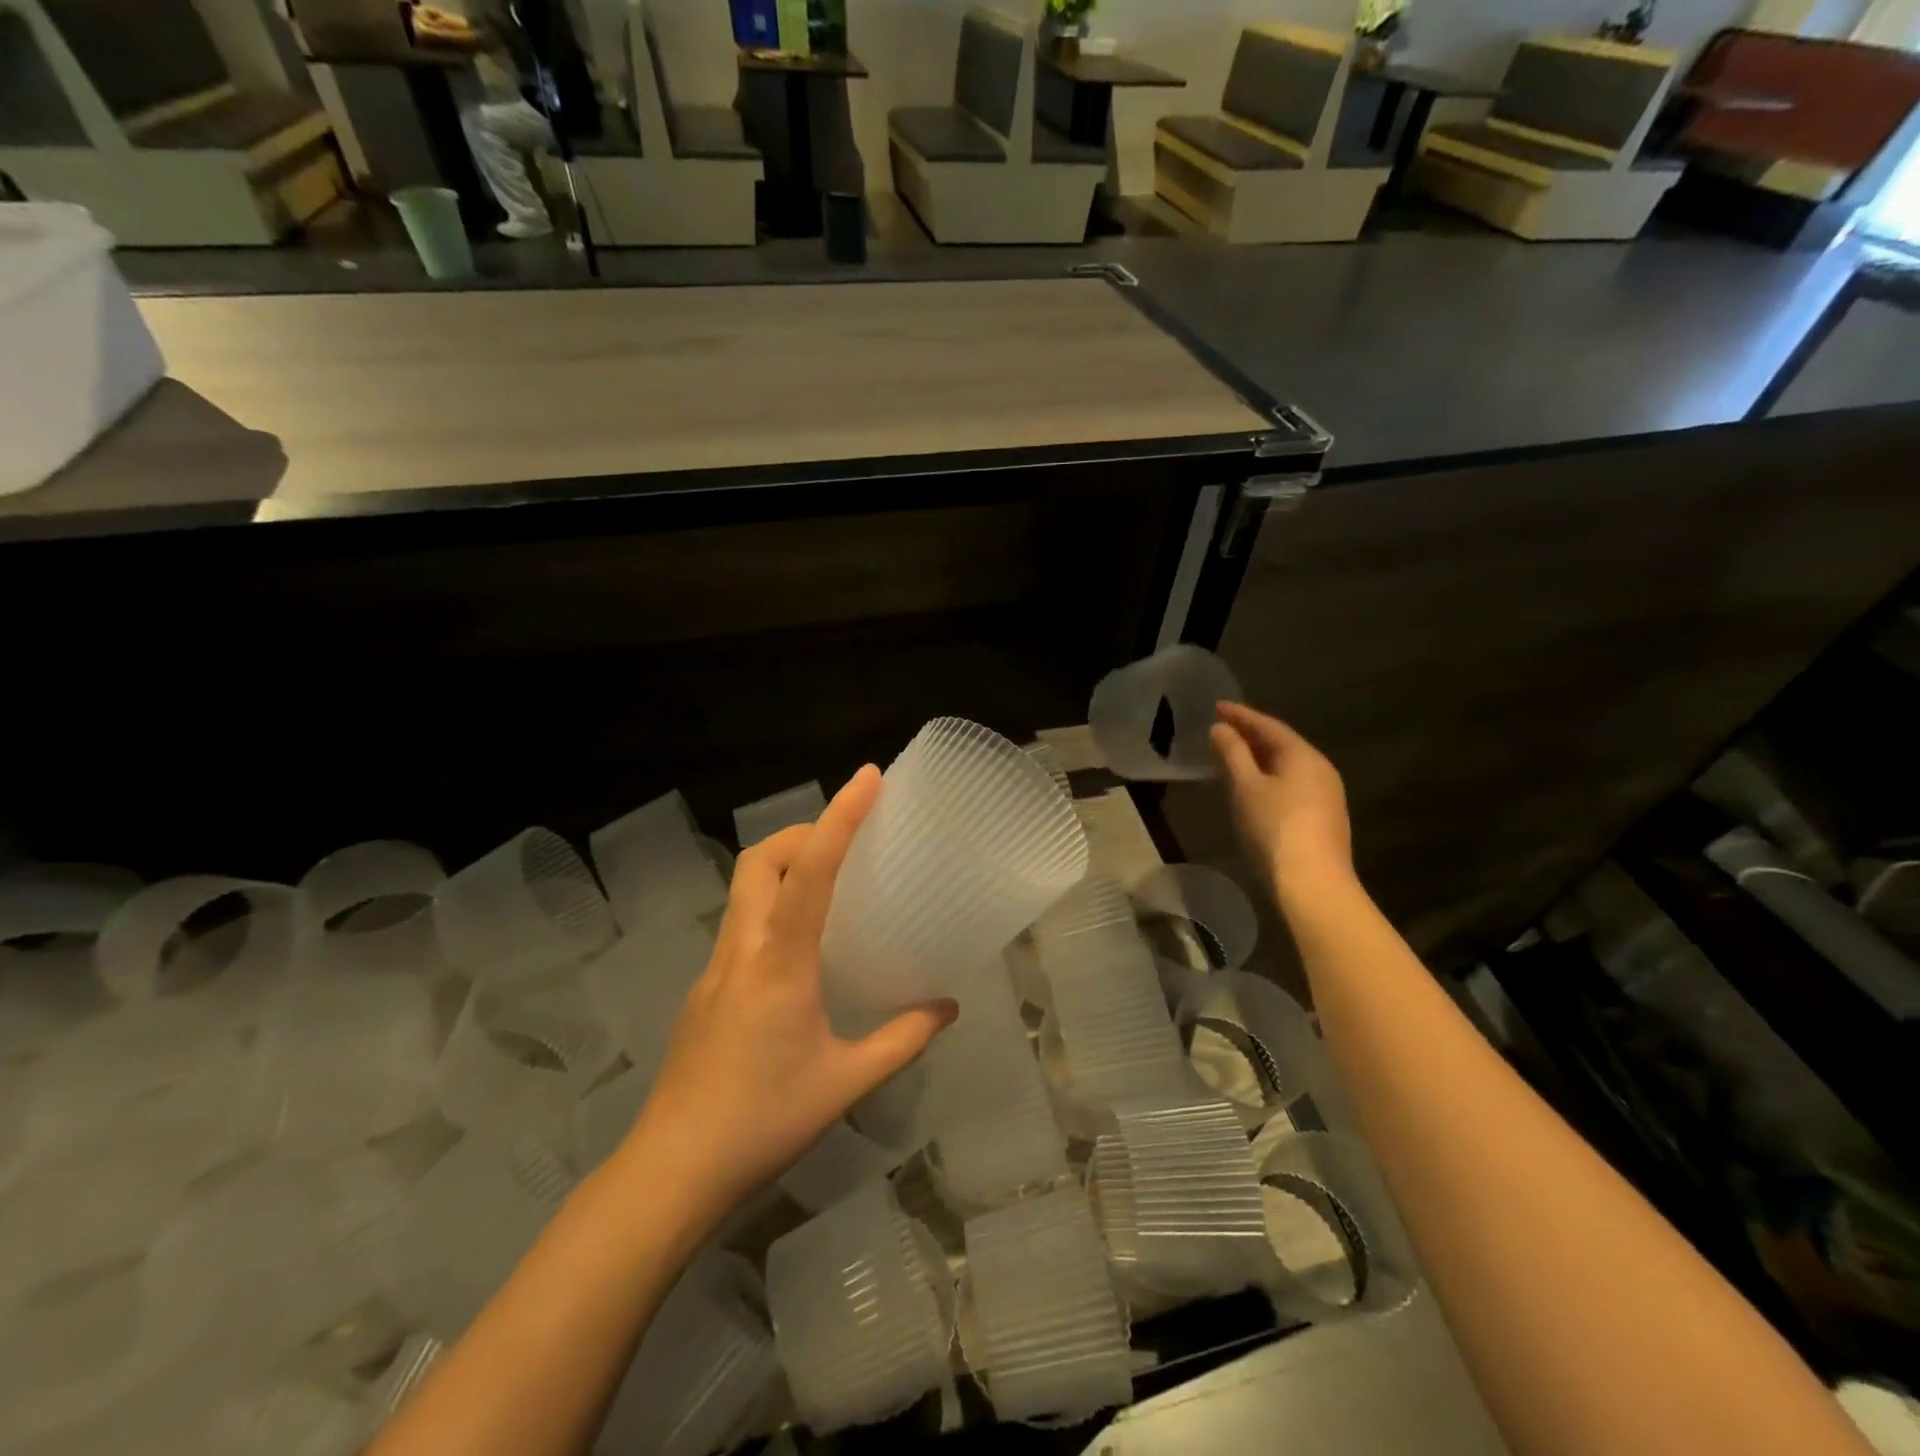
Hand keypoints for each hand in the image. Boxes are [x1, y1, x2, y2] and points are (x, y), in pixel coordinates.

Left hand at [615, 767, 956, 1233]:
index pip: (811, 870)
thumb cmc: (763, 1123)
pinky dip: (773, 903)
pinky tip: (801, 945)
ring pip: (744, 887)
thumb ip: (901, 1039)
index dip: (840, 817)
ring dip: (786, 865)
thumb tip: (947, 1007)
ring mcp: (715, 967)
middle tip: (848, 840)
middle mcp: (742, 950)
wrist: (671, 1172)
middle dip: (804, 832)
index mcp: (780, 963)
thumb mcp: (845, 1083)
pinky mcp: (705, 988)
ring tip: (831, 882)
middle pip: (761, 860)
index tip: (868, 778)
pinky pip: (741, 921)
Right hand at [1210, 703, 1353, 901]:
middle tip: (1223, 729)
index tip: (1217, 706)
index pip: (1268, 725)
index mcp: (1302, 755)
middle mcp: (1320, 769)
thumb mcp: (1245, 787)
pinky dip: (1269, 777)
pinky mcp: (1323, 818)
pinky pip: (1292, 785)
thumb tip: (1220, 729)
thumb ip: (1232, 754)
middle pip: (1282, 744)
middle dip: (1251, 735)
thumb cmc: (1274, 829)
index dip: (1241, 715)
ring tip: (1233, 756)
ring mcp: (1326, 795)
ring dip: (1260, 758)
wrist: (1313, 885)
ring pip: (1287, 766)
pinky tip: (1254, 788)